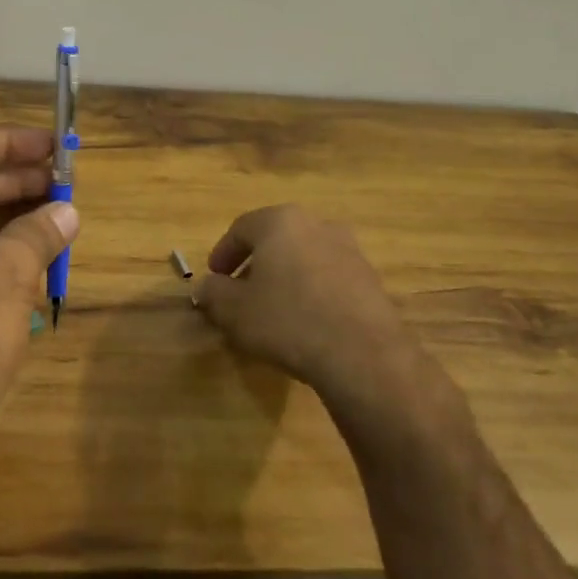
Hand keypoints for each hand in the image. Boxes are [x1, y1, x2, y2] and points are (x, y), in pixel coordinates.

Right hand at [193, 205, 445, 416]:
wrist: (363, 356)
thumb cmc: (287, 321)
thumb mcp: (234, 310)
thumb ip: (213, 293)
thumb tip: (206, 286)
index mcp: (280, 222)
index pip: (241, 229)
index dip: (222, 254)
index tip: (214, 279)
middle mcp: (317, 225)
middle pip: (275, 240)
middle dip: (255, 265)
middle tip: (241, 293)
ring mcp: (350, 251)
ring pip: (304, 258)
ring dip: (285, 278)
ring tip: (273, 310)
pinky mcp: (371, 280)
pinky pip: (329, 279)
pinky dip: (312, 292)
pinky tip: (305, 323)